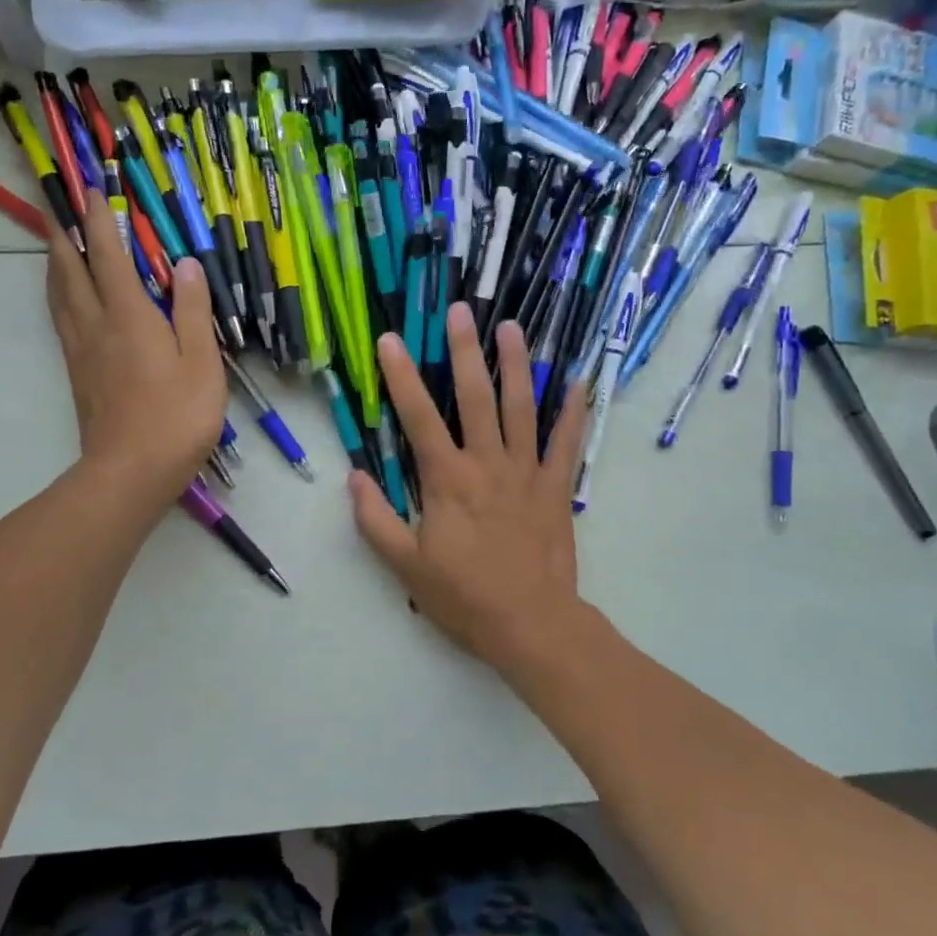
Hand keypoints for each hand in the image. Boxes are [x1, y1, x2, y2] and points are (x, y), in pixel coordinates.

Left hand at [47, 191, 225, 519]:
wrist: (130, 472)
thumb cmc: (176, 417)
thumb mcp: (201, 362)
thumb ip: (192, 310)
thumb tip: (184, 264)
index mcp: (129, 316)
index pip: (110, 256)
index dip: (101, 220)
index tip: (92, 189)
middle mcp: (96, 324)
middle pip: (70, 269)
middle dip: (66, 233)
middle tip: (60, 205)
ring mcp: (81, 350)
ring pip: (59, 293)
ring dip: (56, 261)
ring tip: (57, 242)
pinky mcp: (77, 373)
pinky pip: (61, 318)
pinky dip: (59, 293)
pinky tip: (66, 298)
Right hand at [350, 302, 589, 676]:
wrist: (531, 625)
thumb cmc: (464, 596)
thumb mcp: (405, 566)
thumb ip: (376, 519)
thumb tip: (356, 478)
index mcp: (448, 479)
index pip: (419, 417)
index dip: (401, 376)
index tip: (391, 340)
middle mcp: (488, 463)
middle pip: (476, 397)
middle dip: (465, 350)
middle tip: (461, 311)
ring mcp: (527, 472)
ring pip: (523, 408)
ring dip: (518, 365)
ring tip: (512, 327)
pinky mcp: (556, 488)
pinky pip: (567, 443)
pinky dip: (575, 412)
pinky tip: (580, 381)